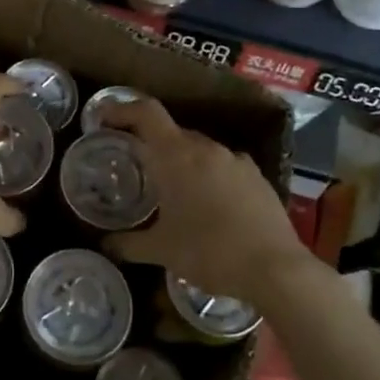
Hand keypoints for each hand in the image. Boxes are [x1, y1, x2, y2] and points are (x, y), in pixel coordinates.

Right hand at [98, 98, 308, 305]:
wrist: (276, 269)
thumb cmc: (209, 253)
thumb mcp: (162, 251)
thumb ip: (128, 244)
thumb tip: (105, 244)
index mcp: (176, 156)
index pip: (146, 113)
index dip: (122, 109)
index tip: (104, 120)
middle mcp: (206, 149)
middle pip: (171, 131)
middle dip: (151, 144)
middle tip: (137, 166)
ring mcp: (236, 161)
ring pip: (199, 150)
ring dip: (182, 162)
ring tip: (173, 191)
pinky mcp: (258, 177)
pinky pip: (223, 166)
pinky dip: (209, 176)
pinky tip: (209, 205)